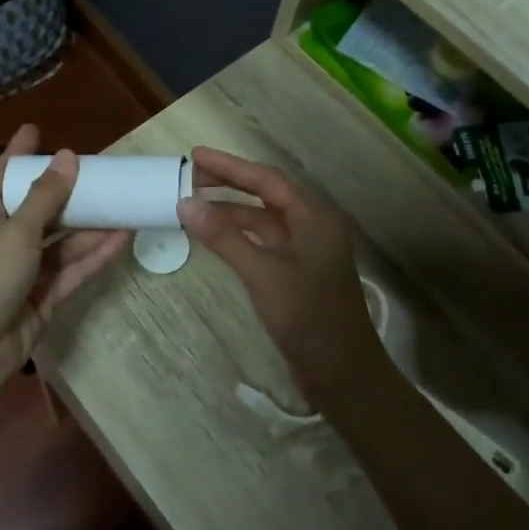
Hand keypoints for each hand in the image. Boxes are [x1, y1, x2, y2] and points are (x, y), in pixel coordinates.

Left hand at [0, 127, 129, 400]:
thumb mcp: (15, 232)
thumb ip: (45, 197)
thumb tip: (67, 156)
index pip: (4, 176)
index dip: (19, 153)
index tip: (35, 129)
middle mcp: (6, 239)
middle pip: (41, 208)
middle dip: (69, 191)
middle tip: (100, 171)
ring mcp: (27, 270)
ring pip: (63, 241)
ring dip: (91, 225)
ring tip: (125, 204)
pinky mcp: (45, 297)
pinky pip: (73, 269)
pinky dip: (95, 255)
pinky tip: (121, 238)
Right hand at [178, 147, 386, 410]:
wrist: (342, 374)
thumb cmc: (308, 318)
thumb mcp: (262, 274)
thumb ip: (225, 237)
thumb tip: (186, 204)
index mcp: (315, 218)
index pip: (267, 180)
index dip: (230, 166)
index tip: (195, 155)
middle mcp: (312, 227)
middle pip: (266, 195)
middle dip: (228, 185)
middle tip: (188, 176)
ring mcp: (305, 252)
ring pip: (263, 221)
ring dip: (230, 212)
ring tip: (192, 206)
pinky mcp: (296, 274)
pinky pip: (263, 243)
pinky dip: (238, 237)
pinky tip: (214, 237)